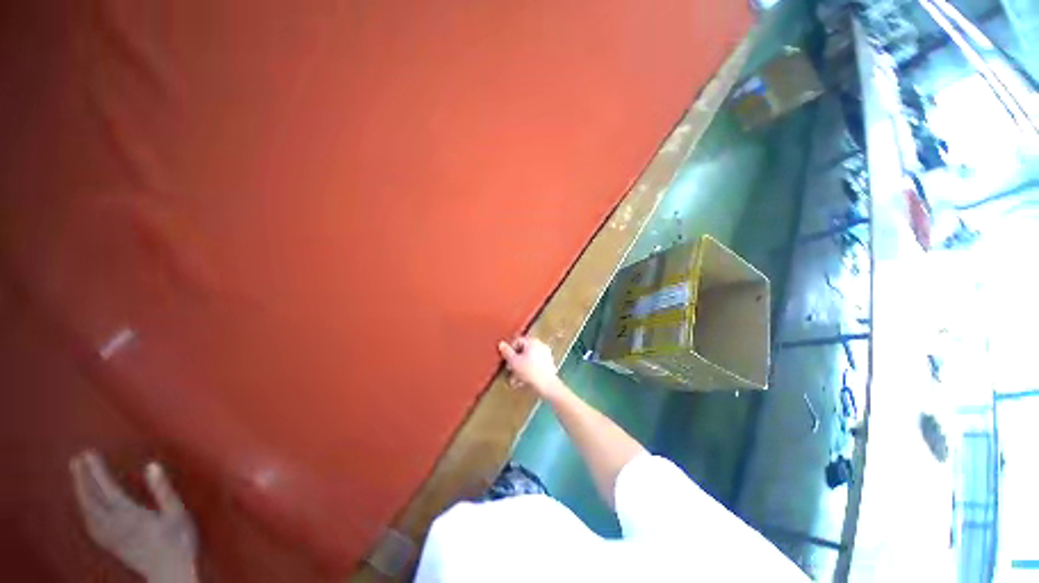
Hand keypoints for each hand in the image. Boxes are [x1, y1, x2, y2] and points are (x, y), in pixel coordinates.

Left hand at [70, 450, 198, 582]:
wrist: (171, 573)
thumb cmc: (178, 541)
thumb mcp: (177, 514)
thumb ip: (163, 490)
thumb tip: (151, 465)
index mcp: (131, 515)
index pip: (108, 489)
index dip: (97, 471)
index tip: (90, 453)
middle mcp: (115, 525)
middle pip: (92, 499)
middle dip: (83, 478)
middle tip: (77, 458)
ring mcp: (110, 536)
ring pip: (87, 511)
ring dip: (80, 491)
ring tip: (77, 475)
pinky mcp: (109, 543)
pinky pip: (90, 523)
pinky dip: (83, 508)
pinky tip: (83, 504)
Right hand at [498, 336, 564, 398]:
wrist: (547, 385)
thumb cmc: (529, 371)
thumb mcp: (514, 362)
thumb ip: (507, 352)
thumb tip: (501, 343)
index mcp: (532, 342)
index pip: (518, 341)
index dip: (510, 350)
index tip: (506, 359)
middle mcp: (541, 345)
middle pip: (524, 351)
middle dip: (515, 361)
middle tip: (509, 370)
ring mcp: (546, 355)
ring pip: (529, 360)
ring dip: (521, 368)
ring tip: (515, 379)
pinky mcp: (549, 365)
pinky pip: (536, 365)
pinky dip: (529, 371)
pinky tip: (523, 382)